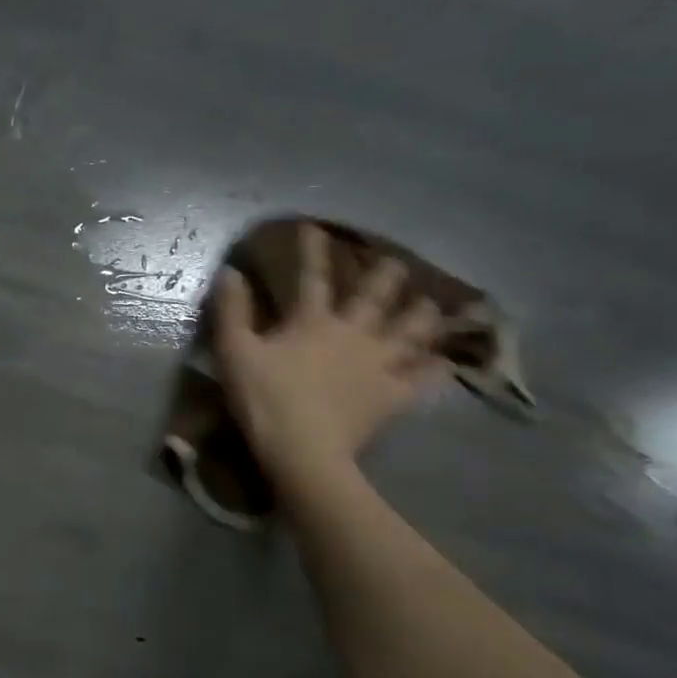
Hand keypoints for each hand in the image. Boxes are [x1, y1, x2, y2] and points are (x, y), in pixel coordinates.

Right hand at [214, 222, 446, 481]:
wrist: (303, 450)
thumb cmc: (264, 399)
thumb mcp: (234, 353)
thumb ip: (232, 312)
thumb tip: (231, 272)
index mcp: (313, 322)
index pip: (312, 277)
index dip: (311, 250)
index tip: (313, 226)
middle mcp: (353, 333)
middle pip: (377, 295)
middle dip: (386, 274)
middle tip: (395, 261)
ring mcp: (380, 364)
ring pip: (411, 329)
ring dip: (421, 314)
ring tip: (428, 305)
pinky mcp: (393, 394)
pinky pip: (425, 377)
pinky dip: (436, 367)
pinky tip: (445, 361)